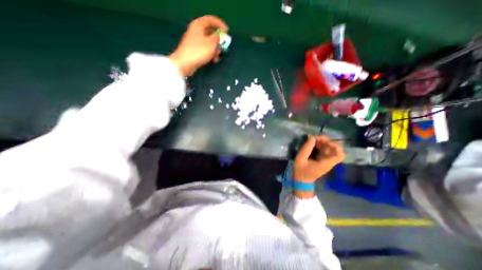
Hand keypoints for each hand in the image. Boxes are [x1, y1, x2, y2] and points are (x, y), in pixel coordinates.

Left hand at [171, 16, 227, 75]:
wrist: (185, 63)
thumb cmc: (199, 51)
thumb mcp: (211, 44)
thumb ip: (217, 38)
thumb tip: (219, 36)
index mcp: (198, 25)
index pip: (210, 20)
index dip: (220, 24)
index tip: (227, 31)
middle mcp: (195, 31)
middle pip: (209, 32)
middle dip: (218, 39)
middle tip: (223, 45)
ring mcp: (194, 41)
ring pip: (208, 42)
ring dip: (215, 48)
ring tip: (217, 55)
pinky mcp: (194, 50)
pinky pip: (204, 48)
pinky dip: (210, 52)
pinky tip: (213, 59)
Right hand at [292, 135, 344, 183]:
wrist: (301, 181)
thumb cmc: (301, 171)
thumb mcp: (300, 159)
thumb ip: (306, 148)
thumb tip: (312, 137)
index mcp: (325, 163)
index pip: (339, 155)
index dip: (335, 146)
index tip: (324, 142)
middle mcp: (328, 162)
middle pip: (335, 149)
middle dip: (327, 141)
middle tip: (316, 138)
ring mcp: (326, 161)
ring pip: (330, 149)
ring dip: (323, 142)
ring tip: (313, 139)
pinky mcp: (322, 160)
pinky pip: (325, 150)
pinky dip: (321, 145)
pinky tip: (313, 143)